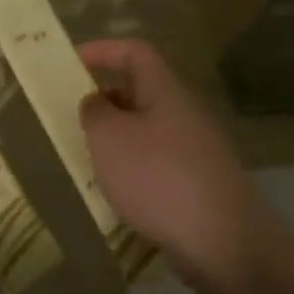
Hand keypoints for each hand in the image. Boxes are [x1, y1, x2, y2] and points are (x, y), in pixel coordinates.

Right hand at [78, 38, 275, 287]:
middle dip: (104, 98)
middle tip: (71, 114)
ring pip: (147, 129)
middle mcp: (186, 113)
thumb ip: (94, 111)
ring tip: (85, 155)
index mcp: (166, 91)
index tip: (70, 62)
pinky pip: (156, 161)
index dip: (103, 50)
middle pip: (142, 91)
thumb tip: (95, 102)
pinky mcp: (199, 183)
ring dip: (115, 136)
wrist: (223, 243)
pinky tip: (115, 190)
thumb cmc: (158, 177)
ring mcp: (197, 150)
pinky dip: (131, 167)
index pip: (136, 52)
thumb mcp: (108, 137)